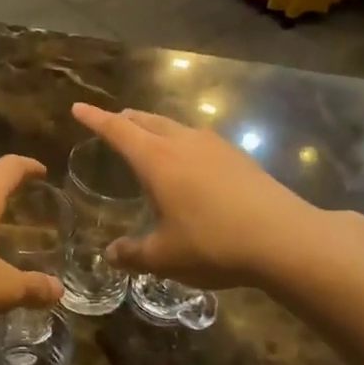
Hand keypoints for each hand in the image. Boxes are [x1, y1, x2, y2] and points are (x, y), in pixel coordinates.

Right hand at [72, 103, 335, 290]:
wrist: (285, 239)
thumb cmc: (212, 244)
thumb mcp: (164, 256)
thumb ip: (133, 254)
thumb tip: (111, 255)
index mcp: (156, 160)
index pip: (117, 130)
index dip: (95, 119)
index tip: (78, 108)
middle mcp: (183, 143)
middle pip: (148, 121)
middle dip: (126, 119)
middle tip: (113, 121)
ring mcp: (215, 147)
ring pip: (176, 127)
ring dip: (156, 128)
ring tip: (149, 137)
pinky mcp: (240, 159)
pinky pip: (199, 140)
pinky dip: (182, 143)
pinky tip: (190, 161)